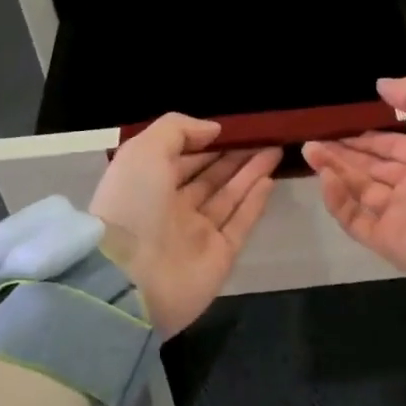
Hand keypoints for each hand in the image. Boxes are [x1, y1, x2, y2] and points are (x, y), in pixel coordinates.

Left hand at [88, 114, 280, 336]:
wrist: (130, 278)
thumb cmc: (133, 204)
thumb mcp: (143, 151)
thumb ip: (177, 130)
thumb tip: (213, 129)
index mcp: (148, 185)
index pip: (182, 159)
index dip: (206, 142)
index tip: (235, 127)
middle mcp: (172, 209)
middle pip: (209, 177)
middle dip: (234, 156)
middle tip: (264, 136)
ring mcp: (197, 235)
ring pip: (228, 197)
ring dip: (250, 173)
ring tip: (275, 150)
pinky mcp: (219, 256)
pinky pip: (240, 223)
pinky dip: (255, 202)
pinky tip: (269, 180)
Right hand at [301, 76, 405, 285]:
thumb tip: (380, 86)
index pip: (392, 147)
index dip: (365, 138)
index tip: (337, 127)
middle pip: (372, 168)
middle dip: (342, 154)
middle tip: (313, 140)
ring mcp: (404, 215)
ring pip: (360, 191)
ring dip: (335, 171)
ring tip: (310, 152)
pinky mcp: (391, 241)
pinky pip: (357, 220)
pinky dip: (339, 201)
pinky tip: (327, 177)